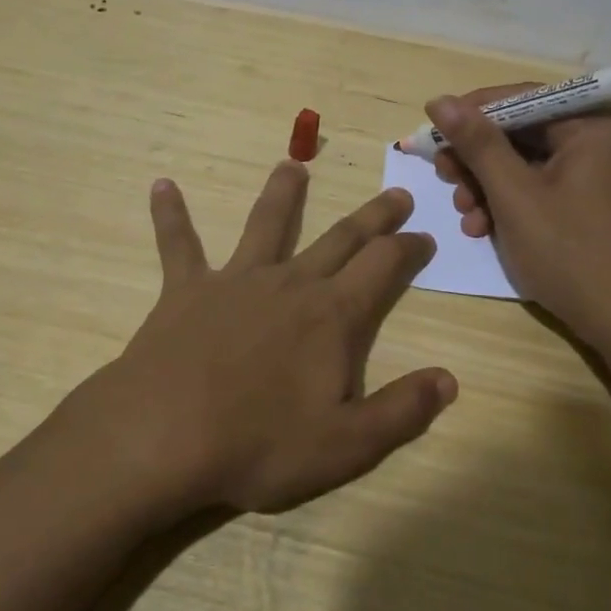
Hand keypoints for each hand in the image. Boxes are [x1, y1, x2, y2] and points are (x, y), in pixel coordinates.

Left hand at [61, 162, 457, 518]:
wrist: (164, 437)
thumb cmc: (259, 445)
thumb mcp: (347, 445)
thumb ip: (403, 410)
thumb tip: (449, 380)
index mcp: (332, 315)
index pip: (384, 266)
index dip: (409, 248)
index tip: (425, 236)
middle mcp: (289, 283)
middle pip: (340, 237)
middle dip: (373, 215)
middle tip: (396, 192)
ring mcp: (235, 280)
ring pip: (266, 224)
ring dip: (282, 193)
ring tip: (293, 164)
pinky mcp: (186, 290)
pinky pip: (178, 244)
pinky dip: (170, 214)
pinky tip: (161, 186)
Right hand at [425, 86, 610, 350]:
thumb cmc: (570, 252)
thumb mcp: (514, 195)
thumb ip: (476, 143)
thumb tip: (438, 101)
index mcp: (593, 124)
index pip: (520, 99)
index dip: (470, 114)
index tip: (431, 135)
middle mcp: (600, 139)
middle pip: (521, 132)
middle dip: (478, 159)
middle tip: (445, 178)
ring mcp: (599, 172)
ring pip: (526, 163)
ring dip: (488, 186)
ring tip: (466, 216)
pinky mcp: (592, 202)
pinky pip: (541, 187)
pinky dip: (510, 203)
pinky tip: (484, 228)